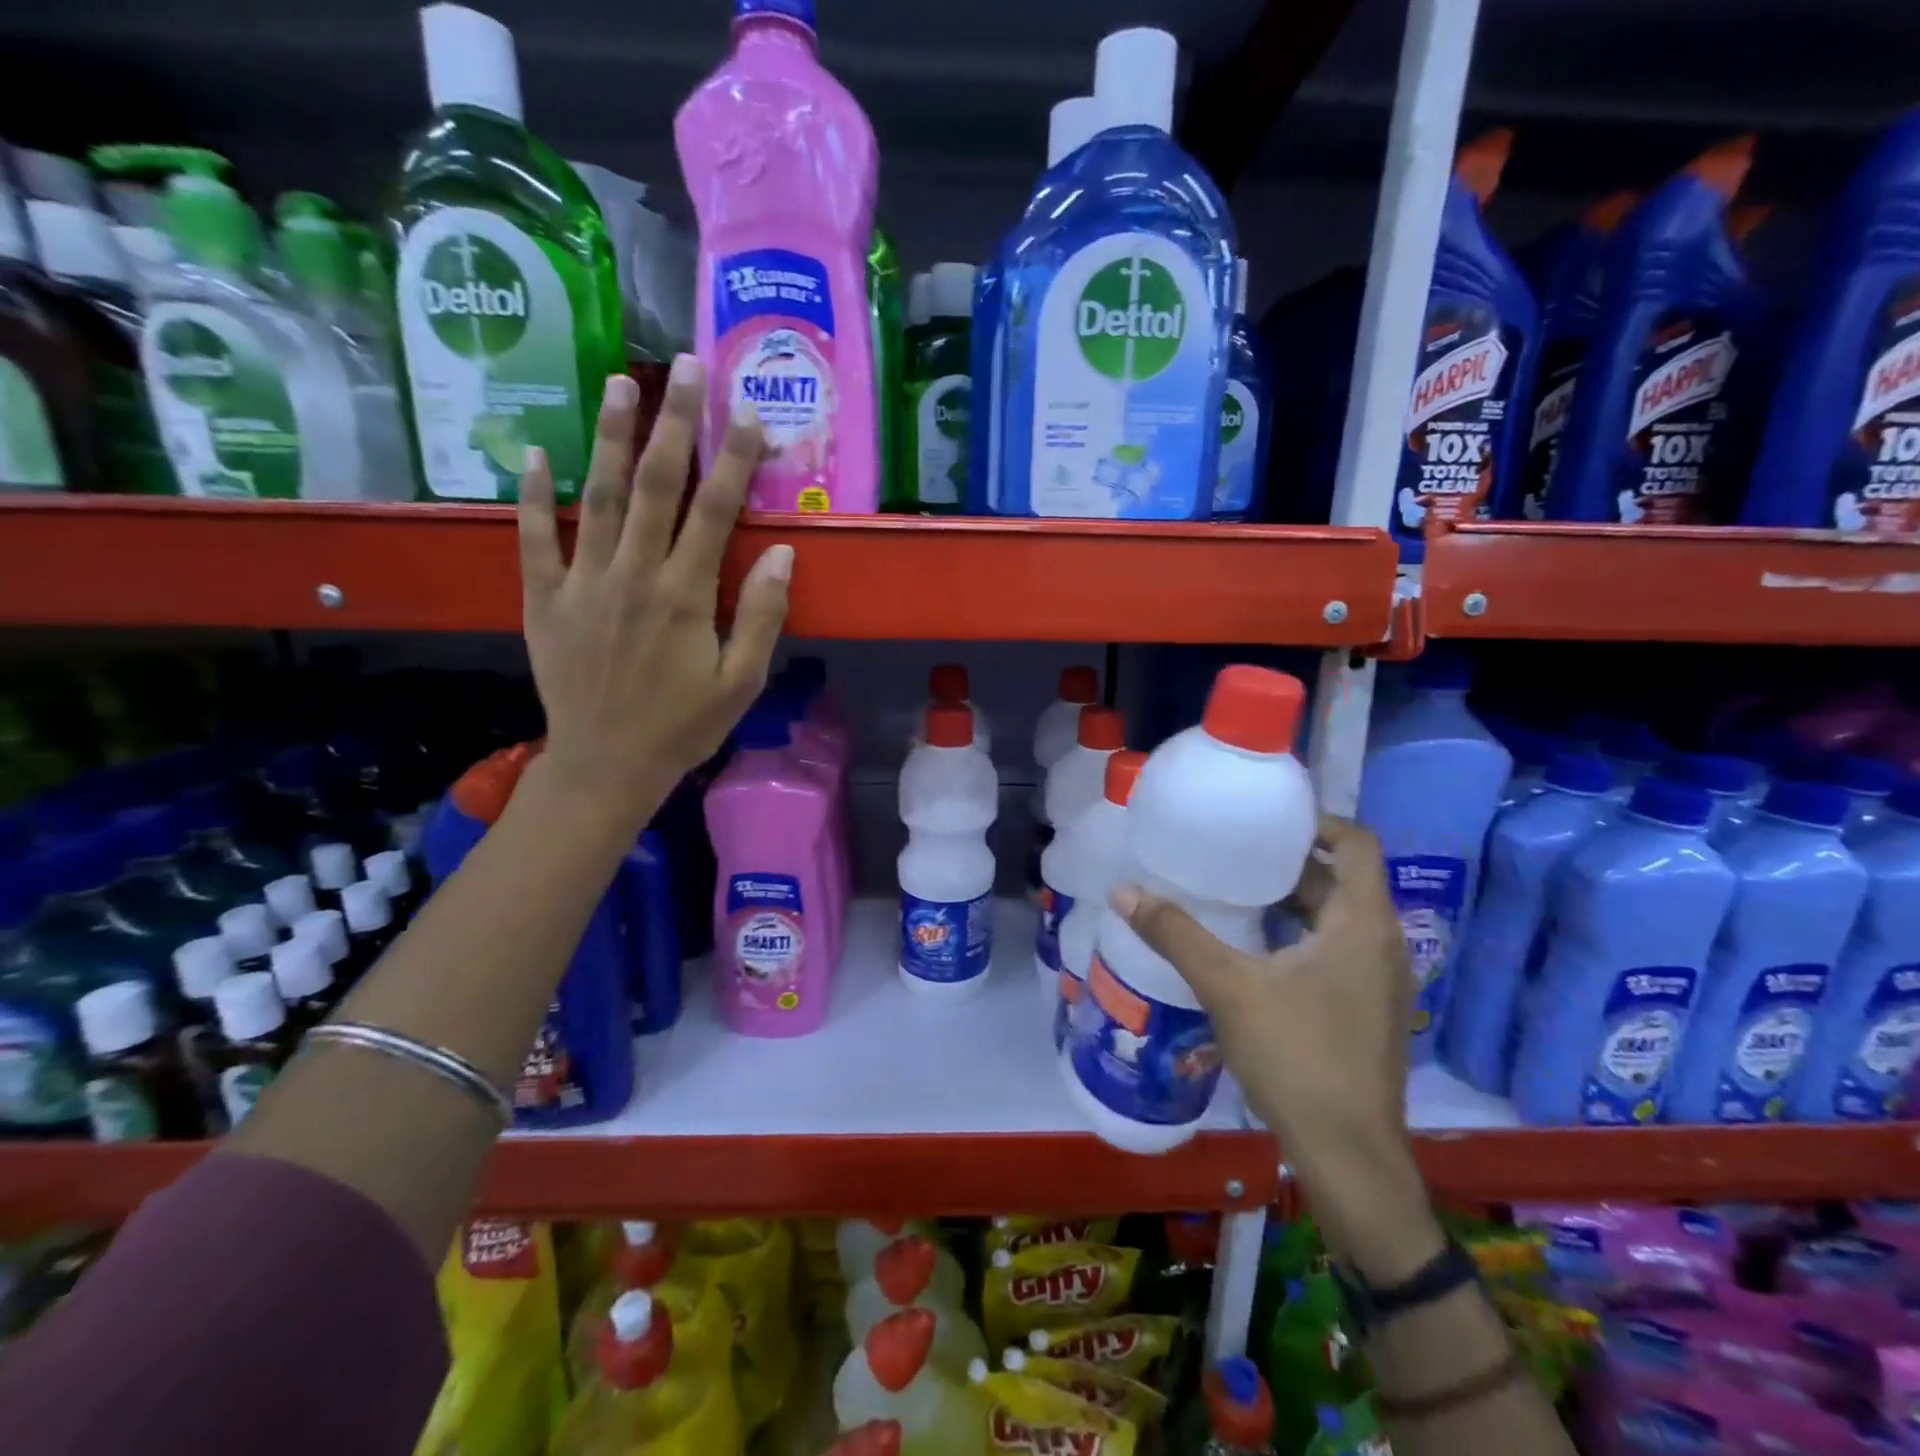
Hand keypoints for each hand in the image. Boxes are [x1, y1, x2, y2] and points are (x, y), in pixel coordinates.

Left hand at [517, 359, 791, 831]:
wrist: (606, 765)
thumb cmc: (683, 726)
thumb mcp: (742, 681)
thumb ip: (760, 615)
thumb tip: (780, 552)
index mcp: (685, 594)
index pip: (715, 510)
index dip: (734, 458)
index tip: (748, 412)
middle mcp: (633, 574)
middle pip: (655, 485)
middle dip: (674, 422)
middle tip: (685, 366)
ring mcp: (582, 582)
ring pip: (597, 496)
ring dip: (609, 436)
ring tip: (620, 381)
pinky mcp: (544, 598)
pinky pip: (534, 538)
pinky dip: (533, 495)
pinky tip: (535, 453)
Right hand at [1112, 816, 1442, 1282]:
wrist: (1349, 1157)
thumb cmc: (1297, 1057)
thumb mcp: (1228, 987)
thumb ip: (1176, 934)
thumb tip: (1125, 890)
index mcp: (1363, 924)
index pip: (1356, 844)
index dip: (1316, 823)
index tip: (1267, 822)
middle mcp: (1383, 945)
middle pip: (1344, 880)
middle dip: (1292, 863)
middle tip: (1236, 854)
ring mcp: (1380, 983)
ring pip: (1339, 920)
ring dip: (1295, 902)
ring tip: (1237, 894)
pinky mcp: (1369, 1012)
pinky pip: (1337, 952)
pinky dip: (1301, 937)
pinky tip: (1256, 952)